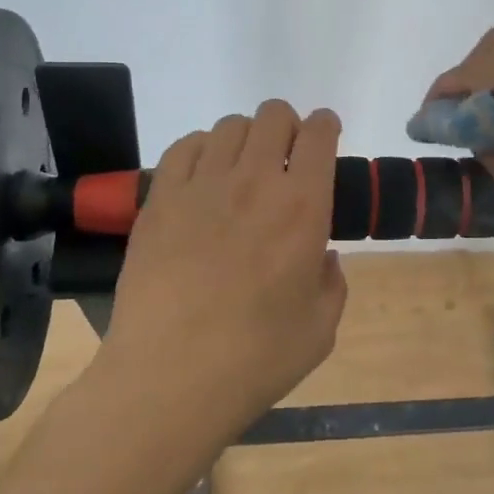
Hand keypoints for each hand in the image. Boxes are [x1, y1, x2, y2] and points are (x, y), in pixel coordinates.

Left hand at [99, 100, 346, 432]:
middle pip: (274, 115)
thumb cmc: (255, 358)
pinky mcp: (161, 199)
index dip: (326, 126)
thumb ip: (332, 283)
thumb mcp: (320, 329)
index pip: (320, 134)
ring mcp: (203, 186)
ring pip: (230, 126)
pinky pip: (184, 147)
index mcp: (304, 207)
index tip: (325, 137)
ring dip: (246, 138)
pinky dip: (201, 149)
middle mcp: (256, 181)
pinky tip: (202, 177)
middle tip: (285, 158)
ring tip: (242, 169)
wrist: (169, 378)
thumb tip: (322, 256)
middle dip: (288, 126)